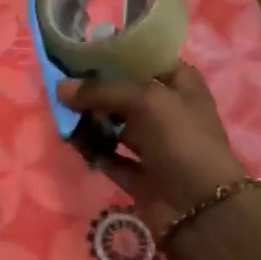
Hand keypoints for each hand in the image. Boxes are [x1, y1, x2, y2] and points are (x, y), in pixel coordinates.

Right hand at [60, 64, 250, 237]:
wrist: (200, 207)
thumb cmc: (181, 139)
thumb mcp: (146, 100)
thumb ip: (101, 91)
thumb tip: (60, 87)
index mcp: (180, 85)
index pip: (145, 61)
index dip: (115, 55)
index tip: (80, 52)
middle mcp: (166, 112)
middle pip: (124, 93)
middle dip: (95, 89)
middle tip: (61, 83)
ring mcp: (153, 145)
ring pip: (114, 125)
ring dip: (89, 120)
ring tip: (61, 113)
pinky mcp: (138, 175)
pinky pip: (108, 157)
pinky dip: (92, 150)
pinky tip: (72, 141)